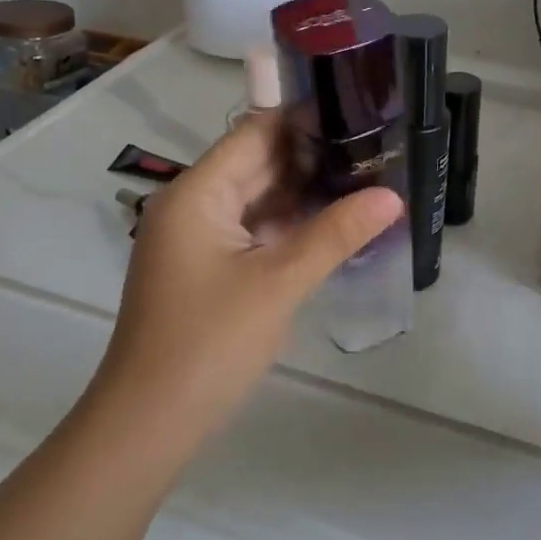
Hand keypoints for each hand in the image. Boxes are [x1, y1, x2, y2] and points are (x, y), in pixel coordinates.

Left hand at [89, 115, 401, 441]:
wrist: (149, 425)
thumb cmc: (210, 344)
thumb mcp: (279, 283)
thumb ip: (336, 234)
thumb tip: (392, 195)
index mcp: (197, 194)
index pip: (254, 134)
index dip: (304, 121)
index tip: (358, 114)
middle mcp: (192, 206)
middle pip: (257, 165)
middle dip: (312, 157)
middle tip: (374, 149)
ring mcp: (197, 240)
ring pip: (257, 200)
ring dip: (303, 194)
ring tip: (364, 180)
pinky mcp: (206, 269)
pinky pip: (252, 232)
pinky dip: (287, 226)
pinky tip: (331, 225)